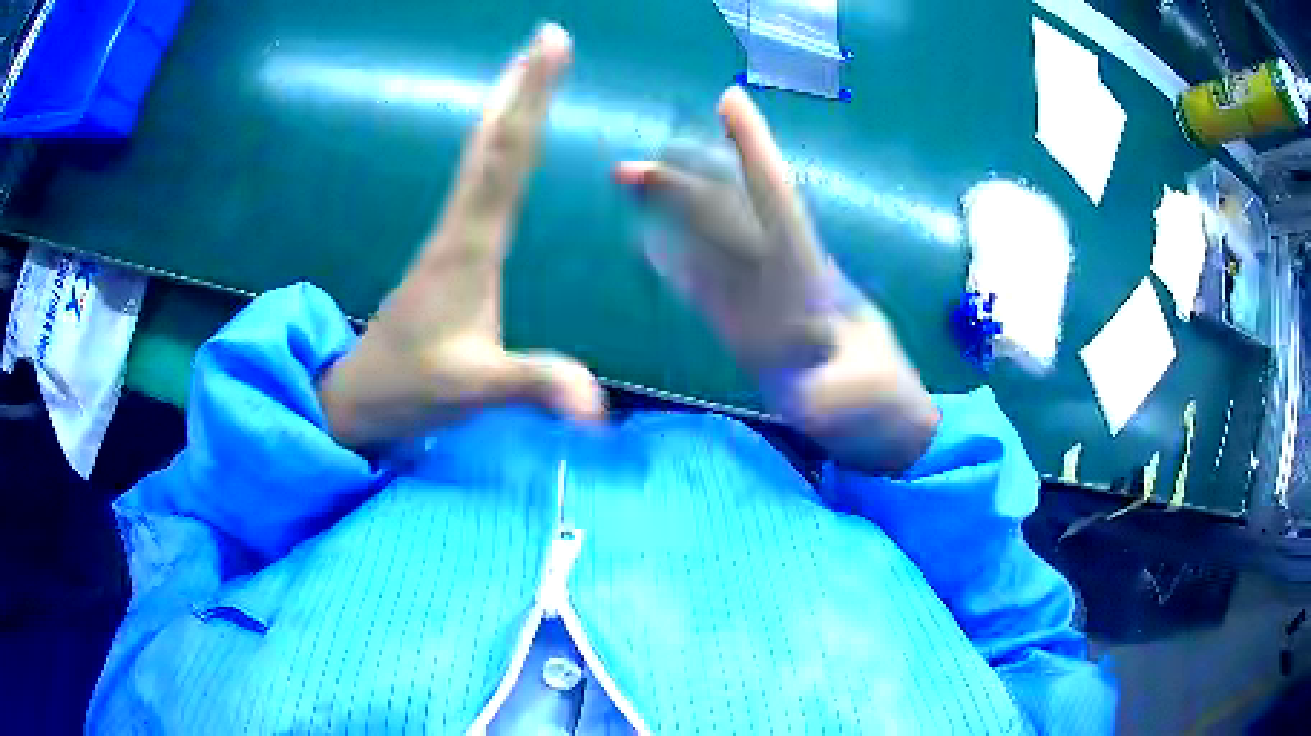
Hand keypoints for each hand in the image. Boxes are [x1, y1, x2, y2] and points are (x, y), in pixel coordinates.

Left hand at [319, 23, 602, 446]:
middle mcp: (459, 227)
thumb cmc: (410, 387)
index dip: (531, 98)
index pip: (505, 157)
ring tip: (527, 67)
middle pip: (492, 142)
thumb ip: (532, 385)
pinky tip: (504, 140)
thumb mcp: (471, 390)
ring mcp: (452, 236)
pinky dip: (497, 145)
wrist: (360, 397)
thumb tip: (597, 405)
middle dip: (521, 86)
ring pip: (481, 156)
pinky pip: (479, 181)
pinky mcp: (452, 251)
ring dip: (506, 107)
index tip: (551, 43)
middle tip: (547, 36)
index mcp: (469, 245)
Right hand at [616, 88, 938, 472]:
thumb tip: (804, 397)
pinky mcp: (742, 329)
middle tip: (627, 167)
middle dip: (681, 183)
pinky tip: (649, 244)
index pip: (777, 200)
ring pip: (706, 244)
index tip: (729, 100)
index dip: (753, 150)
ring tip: (630, 186)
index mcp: (810, 276)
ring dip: (668, 213)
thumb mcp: (872, 396)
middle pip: (724, 215)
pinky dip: (675, 264)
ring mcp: (757, 302)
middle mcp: (778, 276)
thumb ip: (843, 391)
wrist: (875, 422)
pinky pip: (702, 289)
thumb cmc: (883, 402)